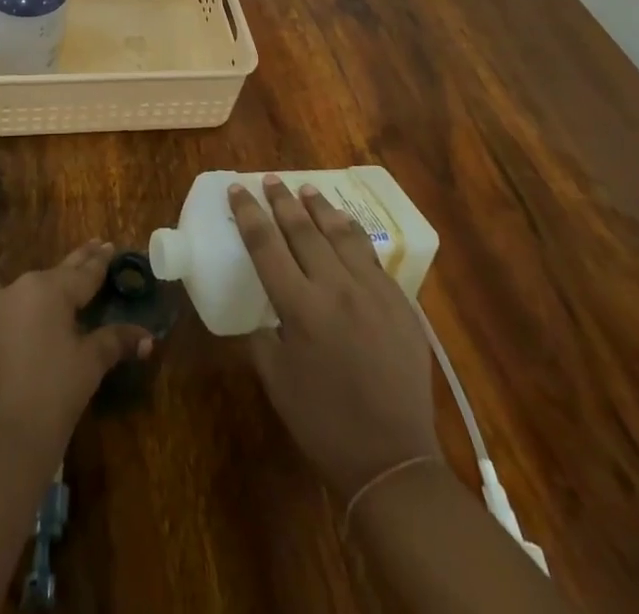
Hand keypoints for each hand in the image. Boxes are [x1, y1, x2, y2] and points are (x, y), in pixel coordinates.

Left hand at [0, 242, 152, 469]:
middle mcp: (21, 287)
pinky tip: (53, 308)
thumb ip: (115, 341)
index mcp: (48, 288)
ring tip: (79, 279)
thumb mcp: (90, 363)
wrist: (0, 442)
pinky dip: (41, 305)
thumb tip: (147, 338)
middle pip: (59, 274)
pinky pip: (22, 306)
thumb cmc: (53, 394)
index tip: (112, 246)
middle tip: (99, 247)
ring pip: (38, 289)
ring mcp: (0, 307)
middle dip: (81, 263)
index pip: (84, 272)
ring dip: (59, 285)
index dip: (101, 261)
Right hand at [231, 176, 442, 498]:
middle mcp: (336, 288)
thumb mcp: (275, 378)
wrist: (393, 458)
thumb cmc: (323, 422)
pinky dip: (352, 234)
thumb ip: (264, 333)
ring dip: (320, 208)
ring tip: (306, 189)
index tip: (238, 189)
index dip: (248, 213)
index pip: (265, 244)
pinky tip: (345, 226)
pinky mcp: (400, 302)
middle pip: (303, 229)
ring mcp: (372, 291)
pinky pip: (371, 256)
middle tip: (270, 180)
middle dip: (282, 201)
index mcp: (300, 307)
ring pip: (341, 234)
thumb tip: (264, 308)